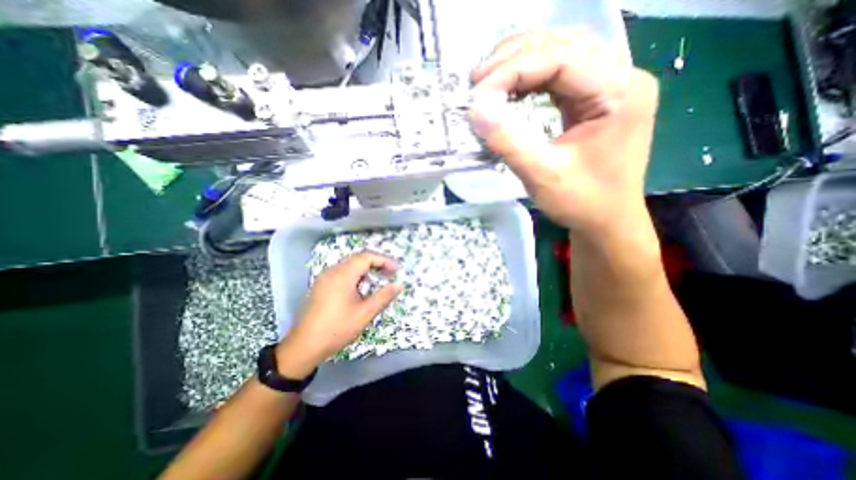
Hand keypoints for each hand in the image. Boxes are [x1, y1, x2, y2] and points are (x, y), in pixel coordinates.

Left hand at [277, 250, 405, 375]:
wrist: (303, 347)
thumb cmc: (337, 329)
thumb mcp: (364, 314)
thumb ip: (383, 297)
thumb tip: (399, 285)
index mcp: (343, 275)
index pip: (367, 257)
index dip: (384, 260)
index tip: (396, 271)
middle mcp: (332, 271)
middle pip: (358, 258)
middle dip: (376, 263)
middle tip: (390, 274)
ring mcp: (324, 278)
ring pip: (349, 265)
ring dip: (366, 269)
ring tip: (378, 279)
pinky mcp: (320, 285)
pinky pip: (341, 272)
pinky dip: (355, 275)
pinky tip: (360, 288)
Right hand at [471, 27, 656, 233]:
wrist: (606, 220)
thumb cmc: (581, 202)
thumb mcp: (542, 175)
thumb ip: (509, 140)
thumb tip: (476, 109)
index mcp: (619, 92)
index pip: (561, 58)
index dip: (513, 70)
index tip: (478, 92)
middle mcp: (622, 78)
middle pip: (564, 44)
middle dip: (515, 58)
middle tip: (478, 79)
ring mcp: (611, 86)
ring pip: (563, 52)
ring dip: (522, 61)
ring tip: (489, 79)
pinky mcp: (597, 99)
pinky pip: (562, 73)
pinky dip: (532, 76)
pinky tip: (511, 88)